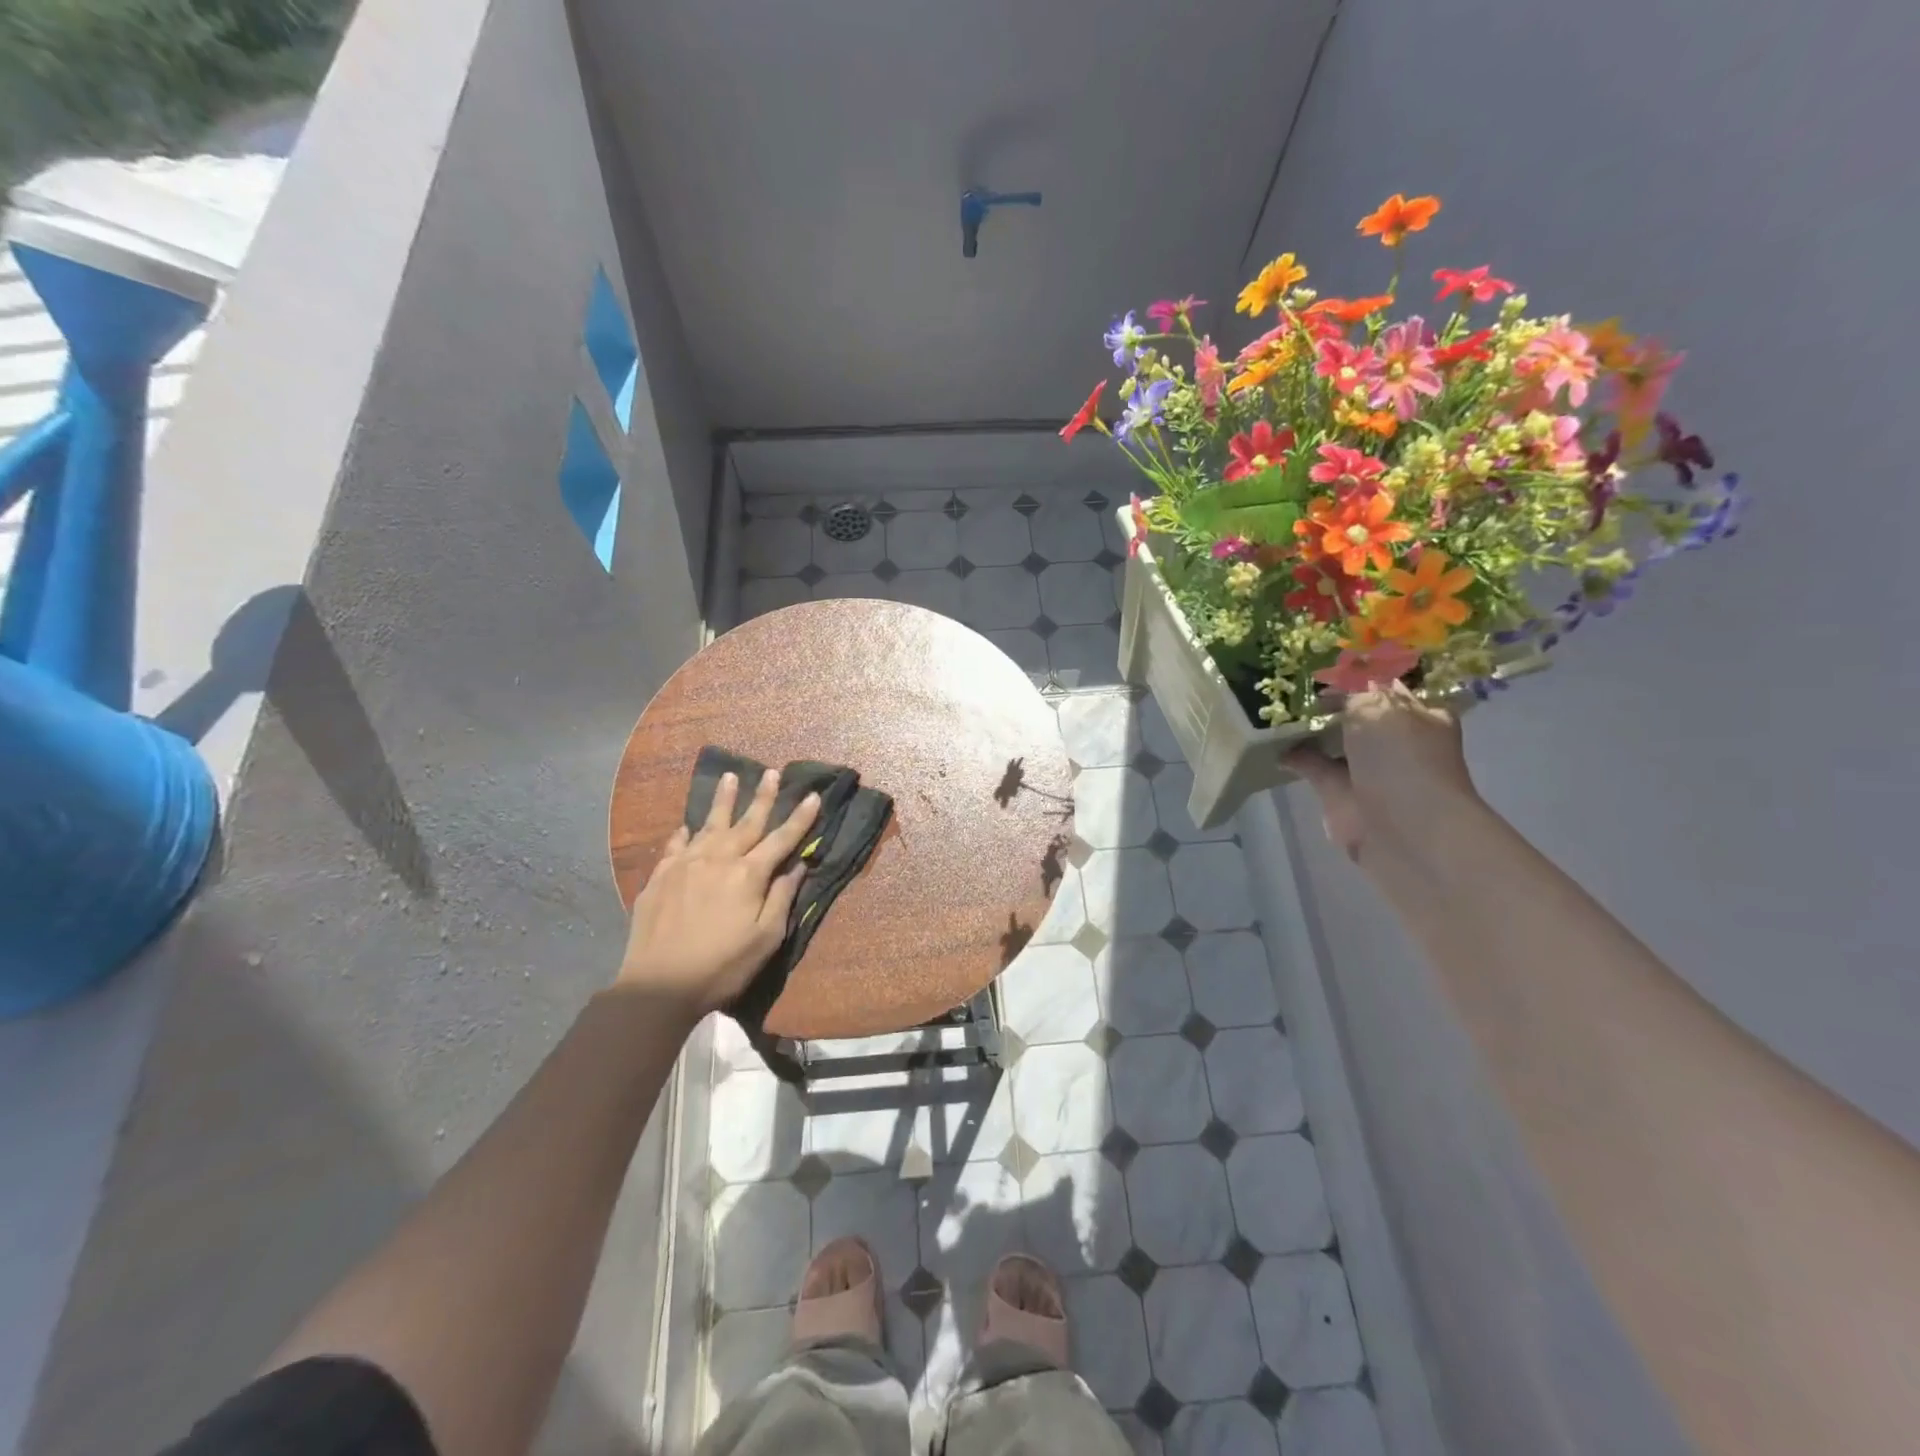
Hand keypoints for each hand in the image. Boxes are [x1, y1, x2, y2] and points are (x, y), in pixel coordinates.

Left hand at [617, 769, 820, 1014]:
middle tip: (771, 772)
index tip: (814, 796)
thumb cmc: (722, 967)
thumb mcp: (765, 939)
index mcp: (748, 875)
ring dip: (723, 800)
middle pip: (746, 822)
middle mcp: (718, 860)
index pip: (781, 839)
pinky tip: (687, 826)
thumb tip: (797, 867)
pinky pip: (676, 845)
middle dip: (763, 797)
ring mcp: (686, 865)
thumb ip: (781, 898)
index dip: (800, 818)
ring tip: (730, 776)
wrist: (658, 985)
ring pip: (709, 824)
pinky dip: (684, 833)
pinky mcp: (660, 876)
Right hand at [1286, 682, 1477, 861]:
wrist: (1402, 829)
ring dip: (1309, 724)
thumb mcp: (1378, 707)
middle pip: (1358, 710)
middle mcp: (1395, 739)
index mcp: (1420, 714)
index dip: (1359, 671)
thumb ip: (1352, 690)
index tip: (1325, 659)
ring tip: (1276, 702)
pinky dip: (1293, 753)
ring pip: (1333, 737)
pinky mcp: (1339, 790)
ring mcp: (1367, 767)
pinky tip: (1269, 738)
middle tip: (1292, 675)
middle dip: (1330, 696)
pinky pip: (1311, 763)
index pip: (1388, 685)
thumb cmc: (1401, 759)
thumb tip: (1333, 684)